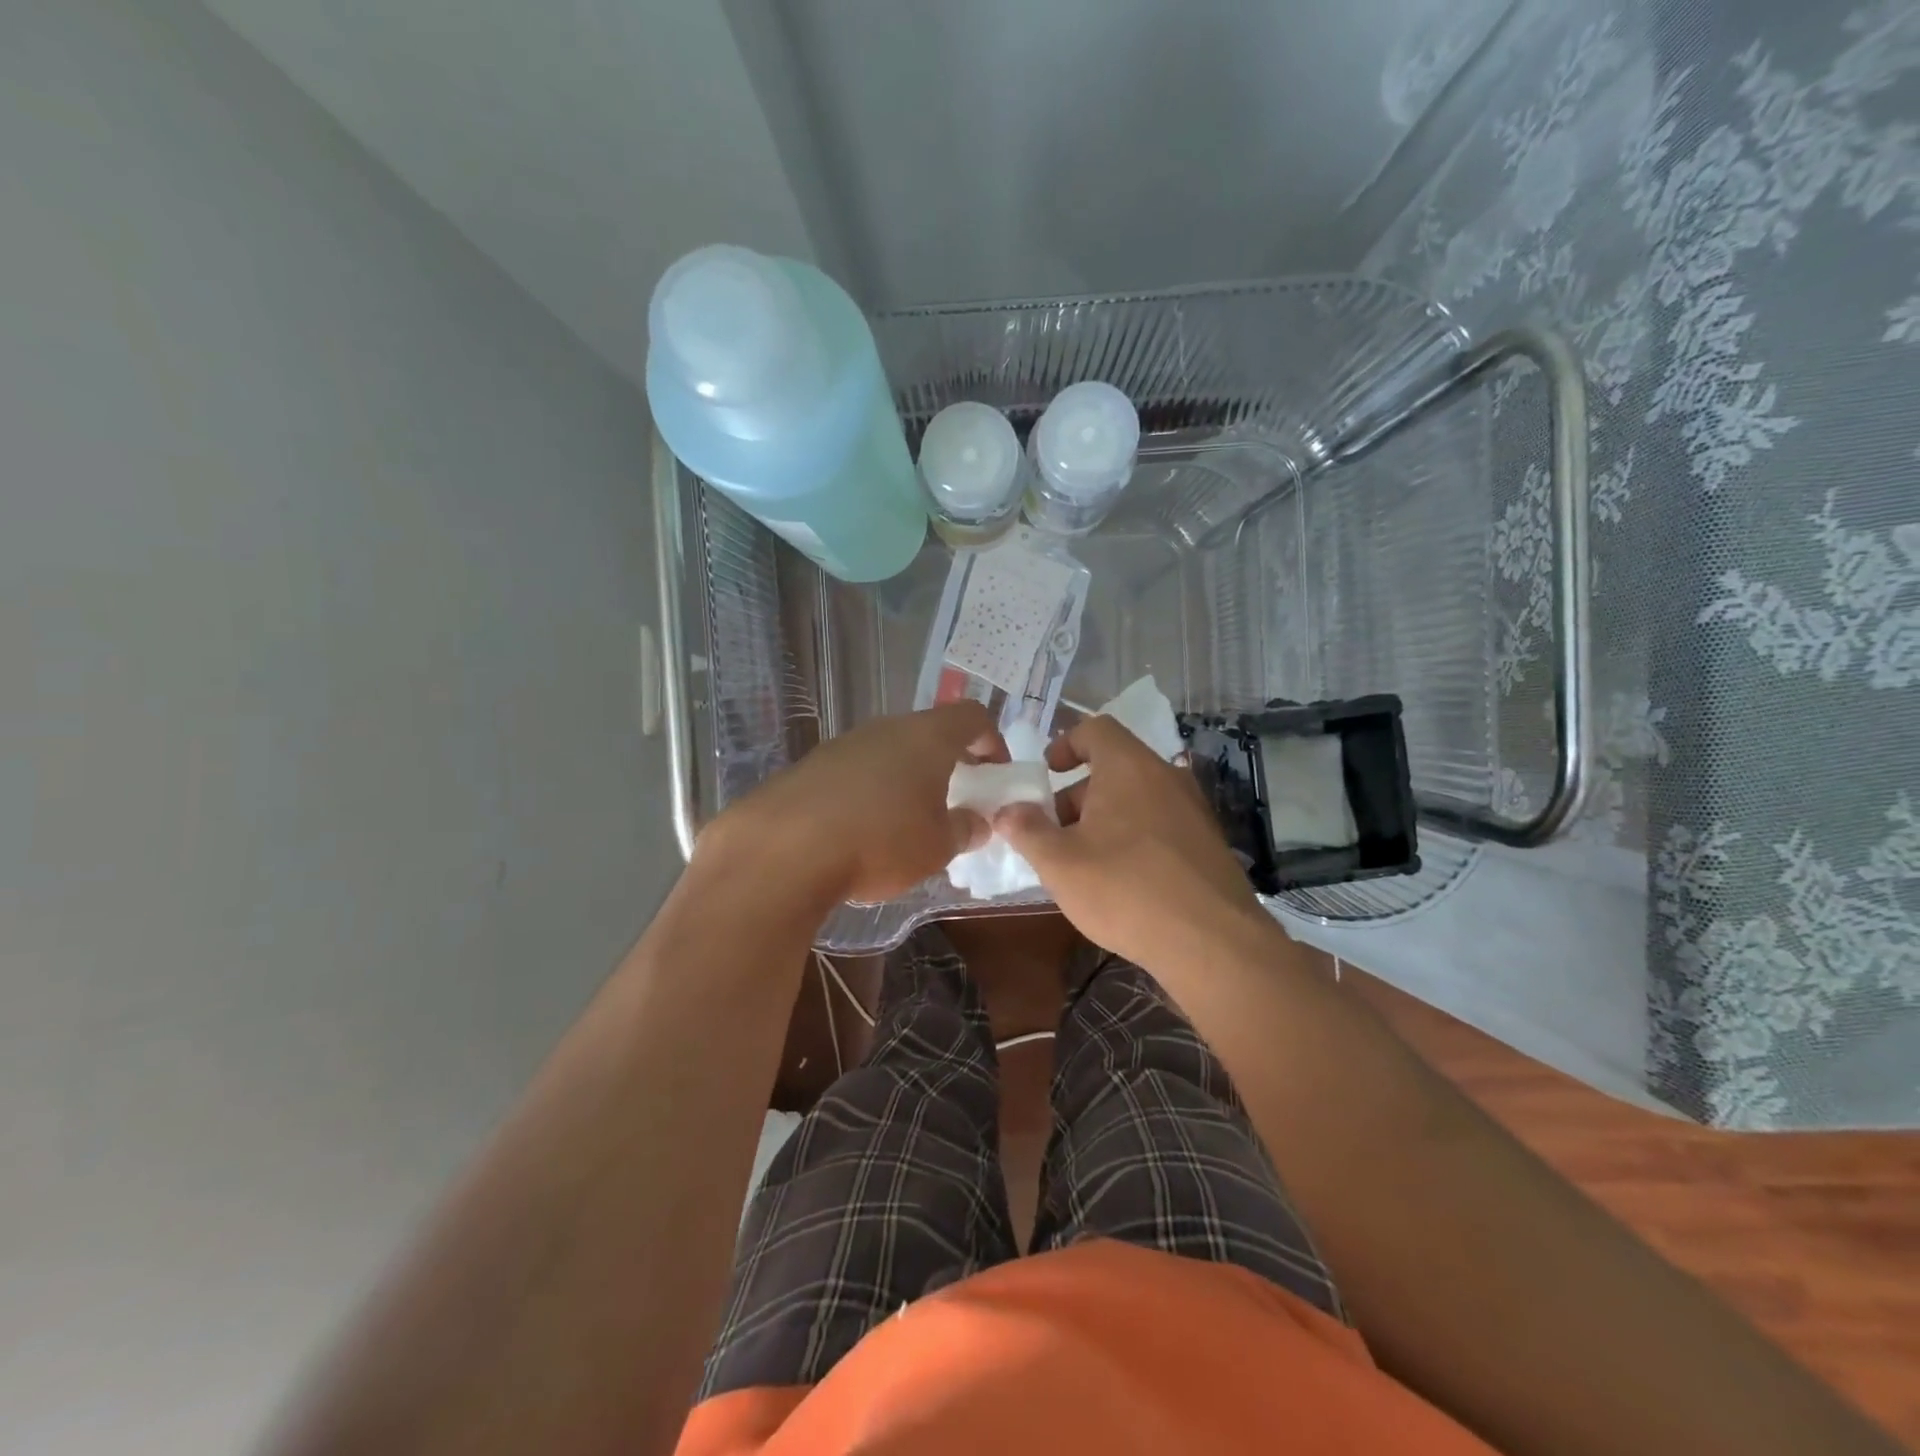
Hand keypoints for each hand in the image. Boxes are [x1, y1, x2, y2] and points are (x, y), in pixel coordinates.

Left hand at [698, 702, 999, 906]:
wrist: (781, 850)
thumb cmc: (879, 842)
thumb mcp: (938, 846)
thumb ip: (965, 829)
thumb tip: (976, 822)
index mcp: (927, 737)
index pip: (972, 716)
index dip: (992, 742)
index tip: (995, 777)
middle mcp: (885, 729)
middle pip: (928, 734)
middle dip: (946, 766)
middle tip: (952, 805)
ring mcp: (843, 744)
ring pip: (889, 753)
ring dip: (905, 781)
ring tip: (904, 826)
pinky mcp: (809, 767)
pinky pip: (854, 773)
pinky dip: (868, 794)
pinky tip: (859, 834)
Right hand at [994, 715, 1266, 970]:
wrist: (1211, 942)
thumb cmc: (1124, 889)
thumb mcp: (1059, 863)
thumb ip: (1027, 830)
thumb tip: (1007, 810)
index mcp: (1129, 767)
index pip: (1096, 729)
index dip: (1066, 744)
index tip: (1047, 773)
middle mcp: (1166, 777)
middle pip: (1114, 767)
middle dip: (1077, 794)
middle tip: (1054, 832)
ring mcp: (1192, 811)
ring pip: (1137, 799)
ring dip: (1104, 819)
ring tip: (1083, 863)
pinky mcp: (1207, 844)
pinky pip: (1160, 825)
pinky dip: (1134, 838)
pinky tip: (1121, 881)